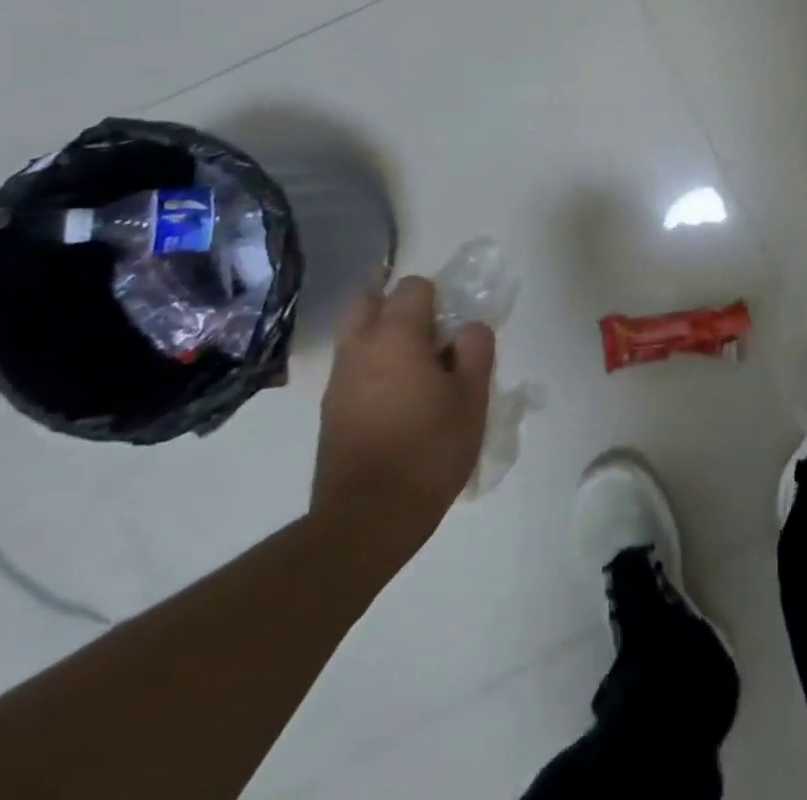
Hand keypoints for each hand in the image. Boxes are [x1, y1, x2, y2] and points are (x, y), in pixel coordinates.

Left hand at [311, 277, 495, 574]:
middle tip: (428, 330)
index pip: (412, 287)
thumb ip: (475, 350)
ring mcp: (338, 382)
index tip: (455, 326)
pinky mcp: (331, 412)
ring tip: (418, 368)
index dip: (438, 296)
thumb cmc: (428, 450)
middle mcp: (359, 350)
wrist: (366, 520)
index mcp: (395, 338)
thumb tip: (468, 329)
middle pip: (366, 300)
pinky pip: (353, 368)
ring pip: (356, 335)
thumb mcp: (472, 398)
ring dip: (383, 336)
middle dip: (395, 304)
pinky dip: (373, 367)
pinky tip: (400, 399)